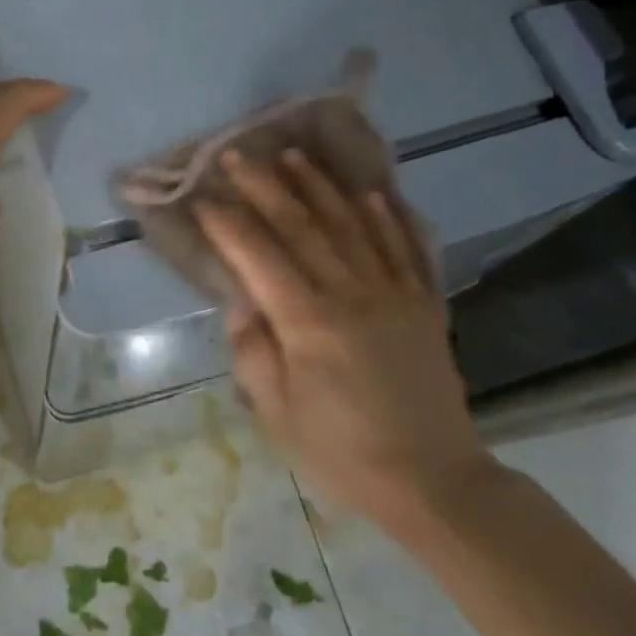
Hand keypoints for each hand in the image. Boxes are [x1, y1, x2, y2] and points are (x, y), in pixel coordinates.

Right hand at [197, 150, 491, 529]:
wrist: (433, 481)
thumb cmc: (342, 453)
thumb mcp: (278, 414)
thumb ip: (253, 352)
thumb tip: (243, 302)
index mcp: (308, 323)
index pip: (258, 256)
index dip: (228, 222)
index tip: (202, 196)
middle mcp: (351, 294)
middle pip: (302, 226)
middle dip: (265, 186)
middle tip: (238, 155)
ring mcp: (394, 294)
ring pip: (352, 225)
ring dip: (320, 186)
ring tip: (294, 155)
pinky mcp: (424, 304)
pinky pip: (406, 247)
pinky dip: (388, 216)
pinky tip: (372, 193)